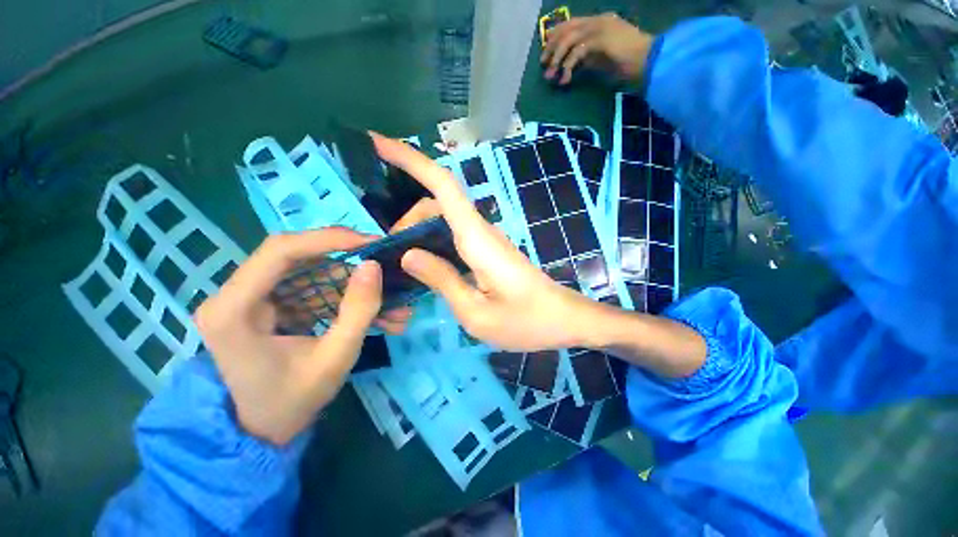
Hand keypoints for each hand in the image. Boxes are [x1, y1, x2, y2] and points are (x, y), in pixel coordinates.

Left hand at [195, 229, 410, 445]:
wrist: (265, 431)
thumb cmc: (293, 401)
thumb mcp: (335, 358)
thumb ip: (358, 310)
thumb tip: (374, 266)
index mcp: (233, 309)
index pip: (281, 251)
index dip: (329, 239)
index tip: (371, 243)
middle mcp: (236, 295)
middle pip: (299, 258)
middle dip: (349, 264)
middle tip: (386, 268)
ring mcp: (254, 299)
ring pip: (314, 274)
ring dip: (356, 287)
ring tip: (393, 308)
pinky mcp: (273, 305)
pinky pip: (315, 290)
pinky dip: (348, 299)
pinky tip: (377, 316)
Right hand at [372, 134, 608, 351]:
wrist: (563, 320)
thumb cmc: (525, 321)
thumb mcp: (475, 312)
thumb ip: (442, 280)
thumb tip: (408, 254)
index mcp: (477, 240)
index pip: (442, 186)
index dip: (410, 160)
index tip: (377, 143)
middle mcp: (481, 231)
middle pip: (438, 203)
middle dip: (407, 217)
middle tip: (389, 253)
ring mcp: (486, 241)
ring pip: (445, 219)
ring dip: (418, 231)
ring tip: (400, 261)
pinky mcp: (489, 252)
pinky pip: (454, 236)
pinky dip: (433, 241)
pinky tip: (424, 264)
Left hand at [541, 13, 654, 84]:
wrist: (648, 61)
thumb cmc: (628, 62)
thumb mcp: (602, 58)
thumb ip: (588, 56)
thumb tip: (571, 63)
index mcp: (599, 21)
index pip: (571, 24)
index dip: (555, 37)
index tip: (546, 53)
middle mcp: (598, 20)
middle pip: (566, 29)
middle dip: (551, 47)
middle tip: (544, 64)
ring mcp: (599, 27)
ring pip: (569, 39)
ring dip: (557, 59)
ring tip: (550, 76)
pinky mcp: (600, 39)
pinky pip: (577, 52)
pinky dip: (568, 67)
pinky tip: (565, 79)